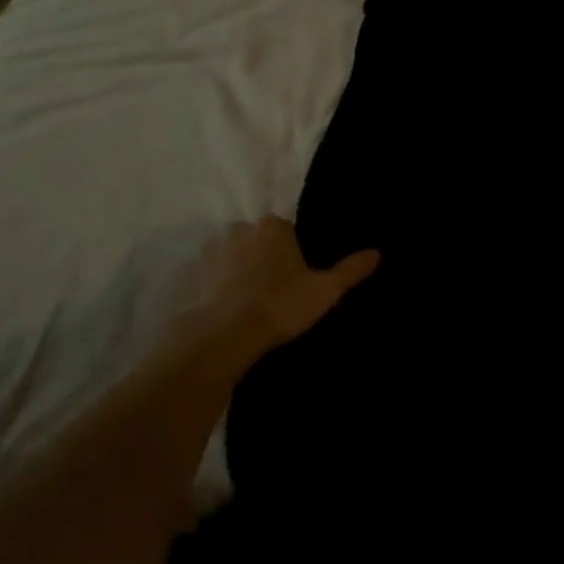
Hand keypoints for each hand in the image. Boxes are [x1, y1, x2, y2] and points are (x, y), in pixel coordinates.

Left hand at [181, 217, 378, 359]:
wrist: (220, 337)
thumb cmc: (279, 307)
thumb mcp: (324, 291)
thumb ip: (350, 270)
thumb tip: (377, 252)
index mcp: (272, 226)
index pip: (286, 231)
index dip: (293, 255)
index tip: (296, 280)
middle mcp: (238, 229)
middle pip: (257, 241)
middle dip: (264, 260)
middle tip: (274, 294)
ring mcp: (208, 250)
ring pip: (230, 256)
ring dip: (237, 272)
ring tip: (247, 306)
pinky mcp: (186, 274)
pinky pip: (206, 276)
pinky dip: (214, 288)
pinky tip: (223, 312)